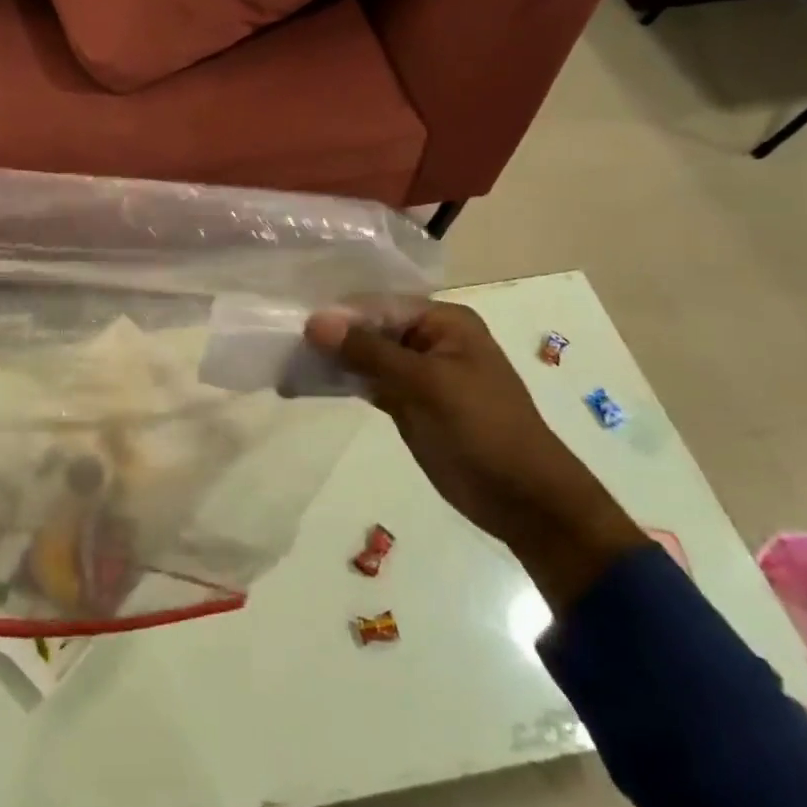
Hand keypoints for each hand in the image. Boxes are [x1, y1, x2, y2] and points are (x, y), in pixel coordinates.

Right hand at [305, 300, 644, 610]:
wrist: (525, 501)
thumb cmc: (484, 429)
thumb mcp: (426, 384)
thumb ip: (369, 351)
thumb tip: (314, 321)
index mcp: (442, 321)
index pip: (378, 305)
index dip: (338, 313)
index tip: (293, 325)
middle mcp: (427, 338)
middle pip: (369, 328)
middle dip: (329, 336)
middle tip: (281, 345)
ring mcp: (416, 372)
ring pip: (364, 355)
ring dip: (330, 359)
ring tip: (285, 364)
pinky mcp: (407, 402)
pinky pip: (367, 382)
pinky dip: (341, 382)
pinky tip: (306, 383)